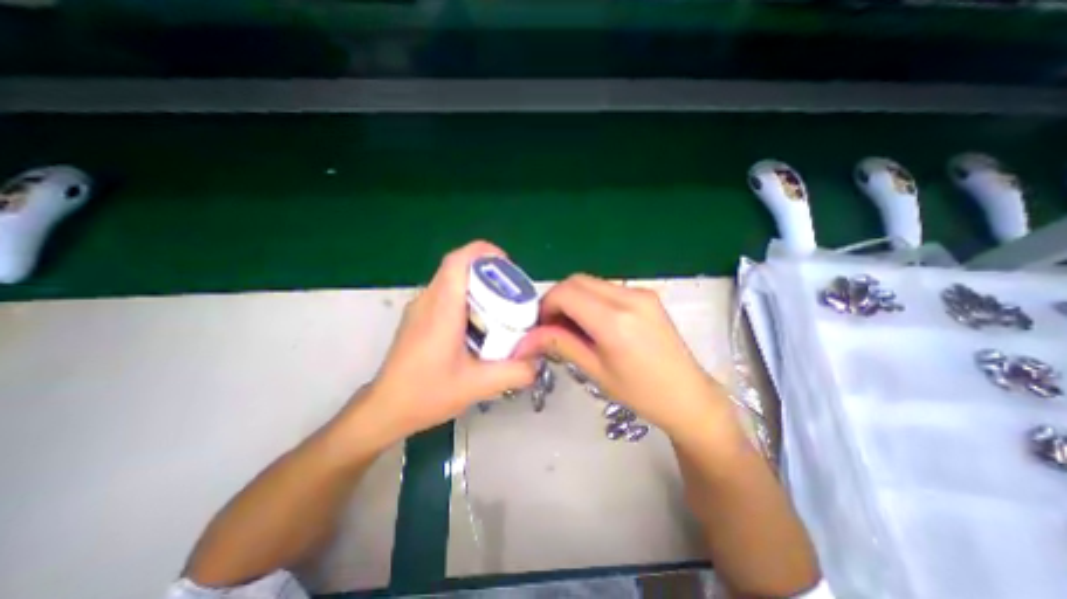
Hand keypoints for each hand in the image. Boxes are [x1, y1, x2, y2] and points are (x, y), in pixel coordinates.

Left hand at [347, 241, 536, 445]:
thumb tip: (537, 362)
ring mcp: (419, 308)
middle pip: (457, 267)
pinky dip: (465, 297)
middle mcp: (428, 300)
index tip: (507, 266)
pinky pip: (445, 294)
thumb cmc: (426, 394)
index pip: (457, 261)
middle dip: (488, 271)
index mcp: (441, 309)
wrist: (385, 408)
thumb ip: (514, 373)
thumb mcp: (478, 386)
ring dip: (477, 285)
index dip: (484, 252)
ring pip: (451, 280)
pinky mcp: (418, 317)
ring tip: (499, 307)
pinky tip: (477, 324)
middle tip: (511, 292)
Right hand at [517, 277, 735, 438]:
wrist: (689, 395)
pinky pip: (606, 288)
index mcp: (614, 320)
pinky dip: (590, 299)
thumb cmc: (641, 393)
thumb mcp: (595, 371)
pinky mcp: (646, 295)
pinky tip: (593, 323)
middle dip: (557, 299)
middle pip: (576, 280)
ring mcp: (640, 292)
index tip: (541, 327)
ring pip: (590, 282)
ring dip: (573, 299)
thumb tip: (527, 338)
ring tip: (573, 327)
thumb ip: (560, 345)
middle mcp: (628, 297)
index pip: (565, 293)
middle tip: (553, 326)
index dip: (546, 306)